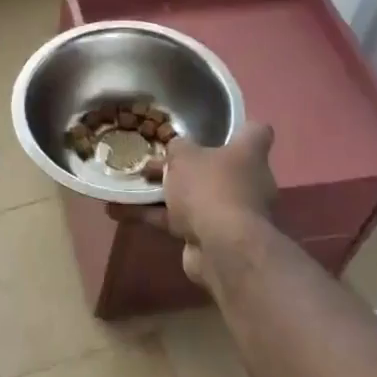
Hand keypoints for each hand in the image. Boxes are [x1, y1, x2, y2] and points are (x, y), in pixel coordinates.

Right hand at [110, 122, 275, 286]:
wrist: (222, 248)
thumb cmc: (209, 187)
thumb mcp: (184, 156)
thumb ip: (178, 148)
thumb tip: (177, 149)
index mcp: (249, 155)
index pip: (256, 133)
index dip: (241, 128)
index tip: (218, 129)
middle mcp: (247, 183)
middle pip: (217, 167)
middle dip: (186, 166)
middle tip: (154, 162)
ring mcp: (231, 213)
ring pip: (194, 196)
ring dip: (163, 194)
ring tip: (128, 186)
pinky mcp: (212, 238)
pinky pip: (180, 221)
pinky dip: (153, 216)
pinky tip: (120, 212)